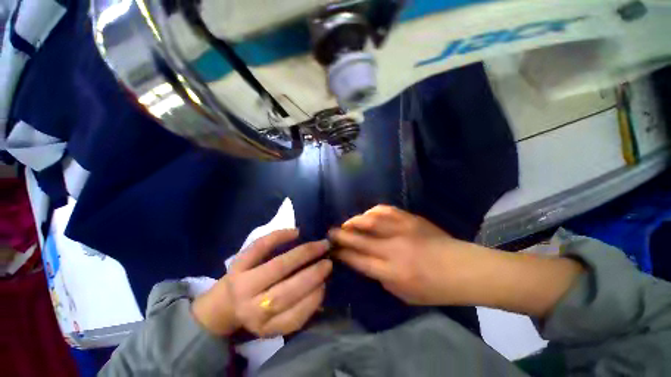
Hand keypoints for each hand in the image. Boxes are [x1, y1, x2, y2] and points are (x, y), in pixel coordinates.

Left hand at [192, 229, 331, 337]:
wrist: (223, 306)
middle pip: (286, 292)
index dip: (314, 298)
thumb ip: (298, 314)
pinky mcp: (236, 265)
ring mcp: (242, 284)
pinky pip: (257, 248)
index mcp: (265, 327)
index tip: (326, 284)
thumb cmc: (256, 316)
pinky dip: (277, 238)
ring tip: (320, 246)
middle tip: (329, 262)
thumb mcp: (276, 325)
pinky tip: (295, 232)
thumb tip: (321, 290)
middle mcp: (252, 308)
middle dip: (312, 275)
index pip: (295, 315)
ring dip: (301, 255)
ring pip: (276, 268)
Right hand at [329, 205, 478, 305]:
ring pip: (370, 220)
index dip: (341, 254)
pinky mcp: (413, 219)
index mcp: (389, 271)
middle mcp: (392, 248)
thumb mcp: (403, 295)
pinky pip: (388, 211)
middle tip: (329, 234)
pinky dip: (374, 212)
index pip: (356, 259)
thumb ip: (383, 279)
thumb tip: (370, 266)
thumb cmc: (434, 290)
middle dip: (340, 235)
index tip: (331, 251)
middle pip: (358, 238)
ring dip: (354, 221)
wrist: (461, 269)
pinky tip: (368, 215)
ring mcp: (403, 230)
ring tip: (347, 224)